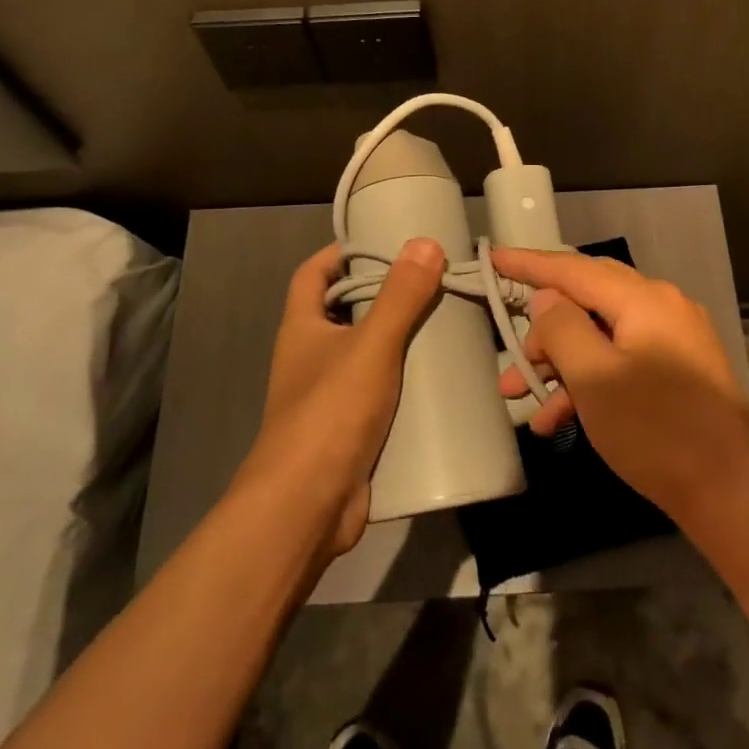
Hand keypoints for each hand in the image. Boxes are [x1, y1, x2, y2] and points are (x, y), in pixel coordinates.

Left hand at [242, 238, 445, 557]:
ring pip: (366, 354)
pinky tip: (441, 379)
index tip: (383, 243)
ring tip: (445, 322)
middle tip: (431, 282)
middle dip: (383, 296)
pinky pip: (381, 392)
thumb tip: (425, 242)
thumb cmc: (329, 413)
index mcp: (302, 328)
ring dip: (399, 340)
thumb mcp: (370, 346)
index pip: (313, 274)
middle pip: (344, 312)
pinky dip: (404, 382)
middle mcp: (310, 357)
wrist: (307, 506)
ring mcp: (329, 396)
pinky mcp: (351, 429)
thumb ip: (399, 297)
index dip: (340, 253)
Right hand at [491, 248, 748, 525]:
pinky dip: (590, 381)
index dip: (529, 264)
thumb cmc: (656, 431)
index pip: (573, 269)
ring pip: (601, 336)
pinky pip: (622, 361)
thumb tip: (546, 299)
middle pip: (587, 300)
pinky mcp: (678, 372)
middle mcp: (662, 308)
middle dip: (543, 328)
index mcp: (644, 299)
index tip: (492, 258)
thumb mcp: (594, 378)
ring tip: (522, 396)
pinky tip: (558, 418)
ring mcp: (674, 340)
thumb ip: (562, 328)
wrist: (732, 493)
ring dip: (561, 363)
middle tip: (511, 353)